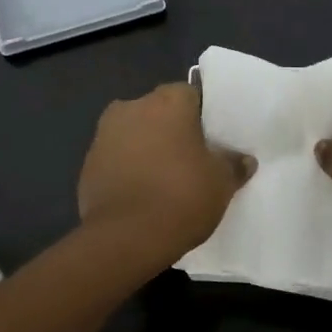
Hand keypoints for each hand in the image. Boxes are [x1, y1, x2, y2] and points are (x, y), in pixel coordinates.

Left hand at [77, 83, 255, 265]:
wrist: (125, 238)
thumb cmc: (181, 197)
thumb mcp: (221, 183)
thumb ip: (233, 165)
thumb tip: (244, 159)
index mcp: (167, 102)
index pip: (190, 94)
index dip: (201, 115)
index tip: (210, 138)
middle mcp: (132, 107)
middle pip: (158, 111)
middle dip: (171, 129)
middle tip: (190, 158)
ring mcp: (104, 134)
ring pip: (134, 133)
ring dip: (146, 147)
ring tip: (164, 178)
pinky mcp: (88, 163)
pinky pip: (116, 158)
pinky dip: (127, 168)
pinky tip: (141, 193)